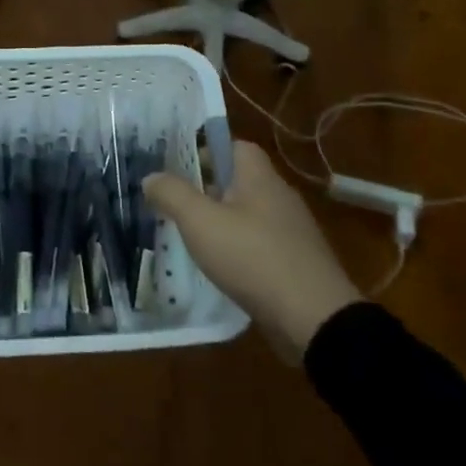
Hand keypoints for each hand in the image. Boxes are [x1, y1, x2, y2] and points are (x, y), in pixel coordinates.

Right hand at [142, 141, 359, 359]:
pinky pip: (259, 244)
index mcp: (259, 176)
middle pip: (238, 180)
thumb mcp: (201, 222)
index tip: (177, 168)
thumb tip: (151, 177)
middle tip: (174, 203)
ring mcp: (291, 231)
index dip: (206, 150)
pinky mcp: (295, 263)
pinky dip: (238, 250)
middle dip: (206, 189)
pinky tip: (219, 268)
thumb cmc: (253, 258)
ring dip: (221, 222)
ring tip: (189, 237)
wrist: (315, 319)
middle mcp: (278, 196)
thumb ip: (173, 194)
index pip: (234, 145)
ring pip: (247, 214)